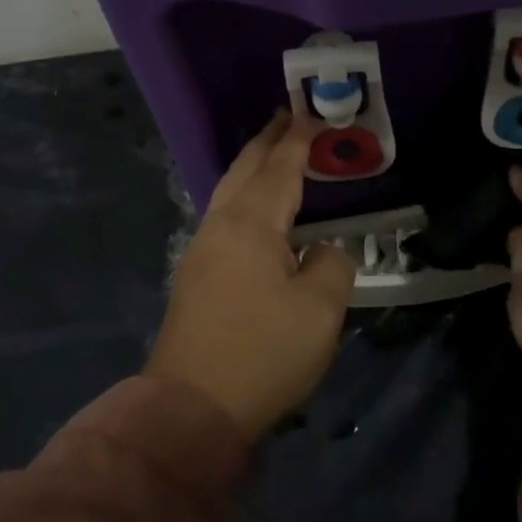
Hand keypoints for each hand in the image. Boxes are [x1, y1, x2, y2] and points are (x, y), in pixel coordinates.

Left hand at [147, 112, 357, 435]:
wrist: (191, 408)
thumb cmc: (262, 352)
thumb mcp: (319, 310)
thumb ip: (330, 265)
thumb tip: (320, 251)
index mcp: (251, 224)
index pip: (280, 168)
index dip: (298, 140)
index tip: (312, 113)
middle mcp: (221, 225)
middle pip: (246, 169)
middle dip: (268, 140)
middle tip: (289, 117)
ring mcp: (202, 249)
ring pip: (230, 190)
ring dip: (254, 166)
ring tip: (275, 152)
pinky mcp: (196, 274)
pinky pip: (225, 215)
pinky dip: (245, 194)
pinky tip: (257, 207)